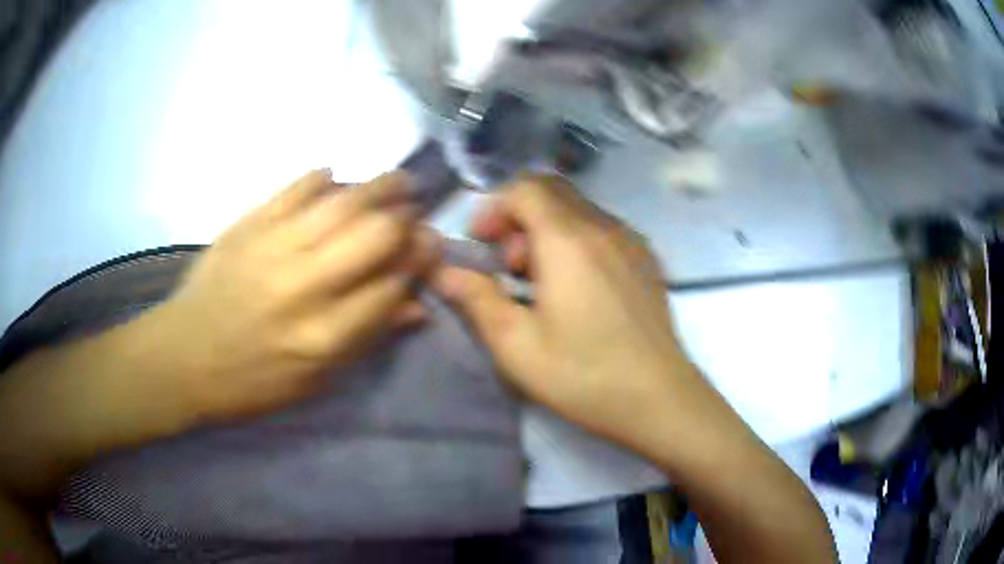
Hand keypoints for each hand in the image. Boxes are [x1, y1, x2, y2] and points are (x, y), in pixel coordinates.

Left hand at [151, 169, 436, 420]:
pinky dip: (323, 178)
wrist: (184, 357)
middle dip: (406, 218)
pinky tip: (335, 179)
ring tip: (396, 183)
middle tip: (414, 212)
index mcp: (325, 335)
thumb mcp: (316, 381)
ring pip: (343, 201)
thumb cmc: (251, 381)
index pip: (392, 284)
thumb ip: (367, 339)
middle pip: (375, 234)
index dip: (420, 260)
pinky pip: (297, 188)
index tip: (430, 247)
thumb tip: (416, 305)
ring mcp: (275, 247)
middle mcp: (306, 285)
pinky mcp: (249, 224)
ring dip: (379, 186)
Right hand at [432, 175, 693, 447]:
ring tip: (540, 281)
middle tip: (508, 265)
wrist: (661, 398)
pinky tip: (576, 287)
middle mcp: (604, 227)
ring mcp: (631, 241)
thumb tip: (445, 272)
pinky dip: (576, 241)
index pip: (525, 188)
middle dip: (518, 217)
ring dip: (547, 230)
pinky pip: (602, 229)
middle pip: (552, 191)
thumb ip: (477, 299)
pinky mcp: (647, 260)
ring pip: (578, 210)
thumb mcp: (517, 345)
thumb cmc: (584, 376)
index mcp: (568, 240)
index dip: (493, 207)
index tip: (480, 243)